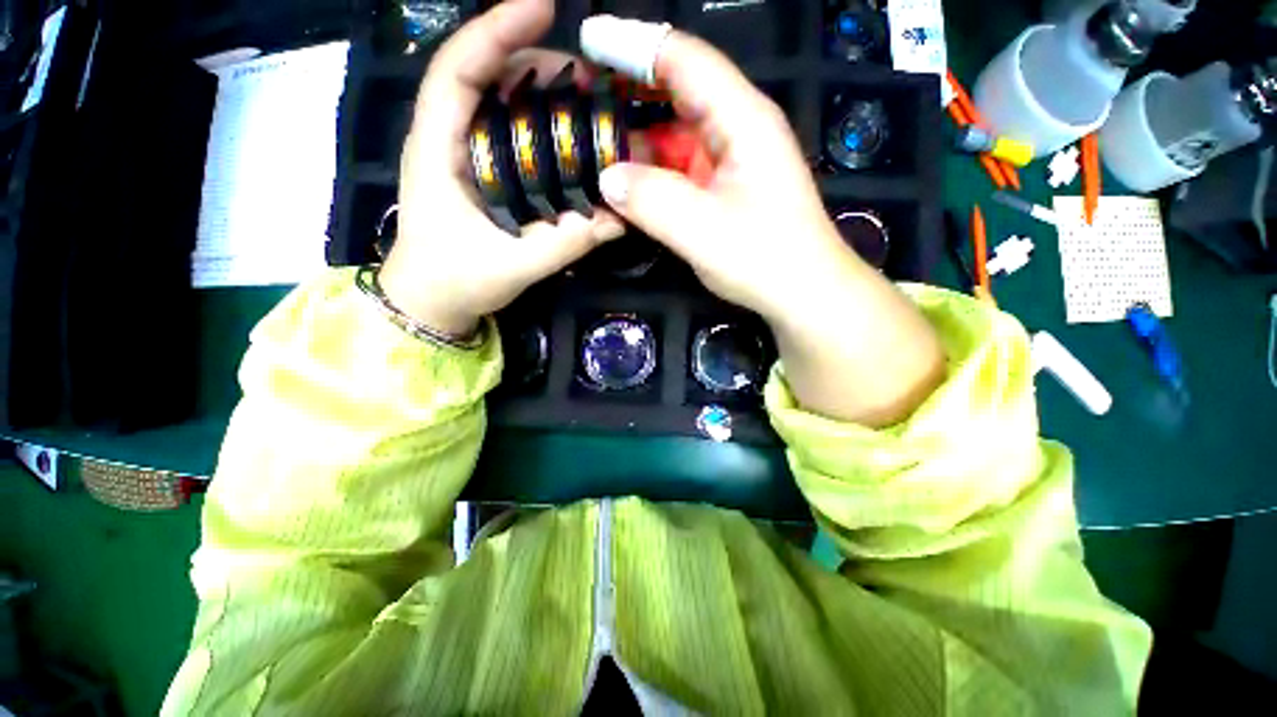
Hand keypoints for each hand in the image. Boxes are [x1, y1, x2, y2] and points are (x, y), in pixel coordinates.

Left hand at [380, 0, 624, 336]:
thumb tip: (622, 217)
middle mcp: (444, 138)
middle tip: (590, 79)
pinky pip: (506, 131)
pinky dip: (538, 124)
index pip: (458, 71)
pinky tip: (567, 137)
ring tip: (586, 102)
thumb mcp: (517, 265)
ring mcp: (459, 152)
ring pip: (496, 99)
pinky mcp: (475, 170)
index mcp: (436, 150)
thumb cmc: (457, 282)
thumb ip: (569, 242)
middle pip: (483, 74)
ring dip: (540, 91)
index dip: (495, 30)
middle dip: (535, 61)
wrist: (430, 302)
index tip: (544, 7)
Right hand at [593, 30, 857, 325]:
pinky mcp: (721, 190)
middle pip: (677, 93)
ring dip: (636, 140)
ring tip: (592, 145)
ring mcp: (729, 162)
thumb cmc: (764, 258)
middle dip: (629, 94)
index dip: (635, 46)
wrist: (801, 293)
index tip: (588, 43)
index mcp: (742, 120)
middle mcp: (736, 130)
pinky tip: (625, 184)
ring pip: (674, 136)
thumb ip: (653, 200)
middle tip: (581, 104)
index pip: (684, 60)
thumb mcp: (704, 230)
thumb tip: (607, 177)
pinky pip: (679, 170)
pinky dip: (650, 173)